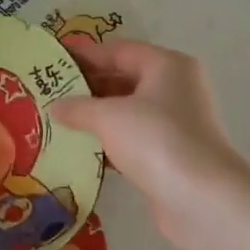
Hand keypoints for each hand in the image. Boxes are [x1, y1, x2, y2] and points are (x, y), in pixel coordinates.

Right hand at [52, 37, 249, 249]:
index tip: (52, 58)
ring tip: (56, 118)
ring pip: (125, 110)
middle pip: (122, 78)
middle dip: (86, 85)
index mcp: (166, 66)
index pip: (117, 50)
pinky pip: (130, 138)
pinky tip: (77, 147)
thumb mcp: (107, 116)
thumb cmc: (155, 139)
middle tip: (48, 90)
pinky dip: (105, 140)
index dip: (84, 53)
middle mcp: (174, 89)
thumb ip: (77, 107)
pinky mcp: (168, 154)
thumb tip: (54, 106)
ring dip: (93, 115)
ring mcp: (174, 124)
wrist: (201, 199)